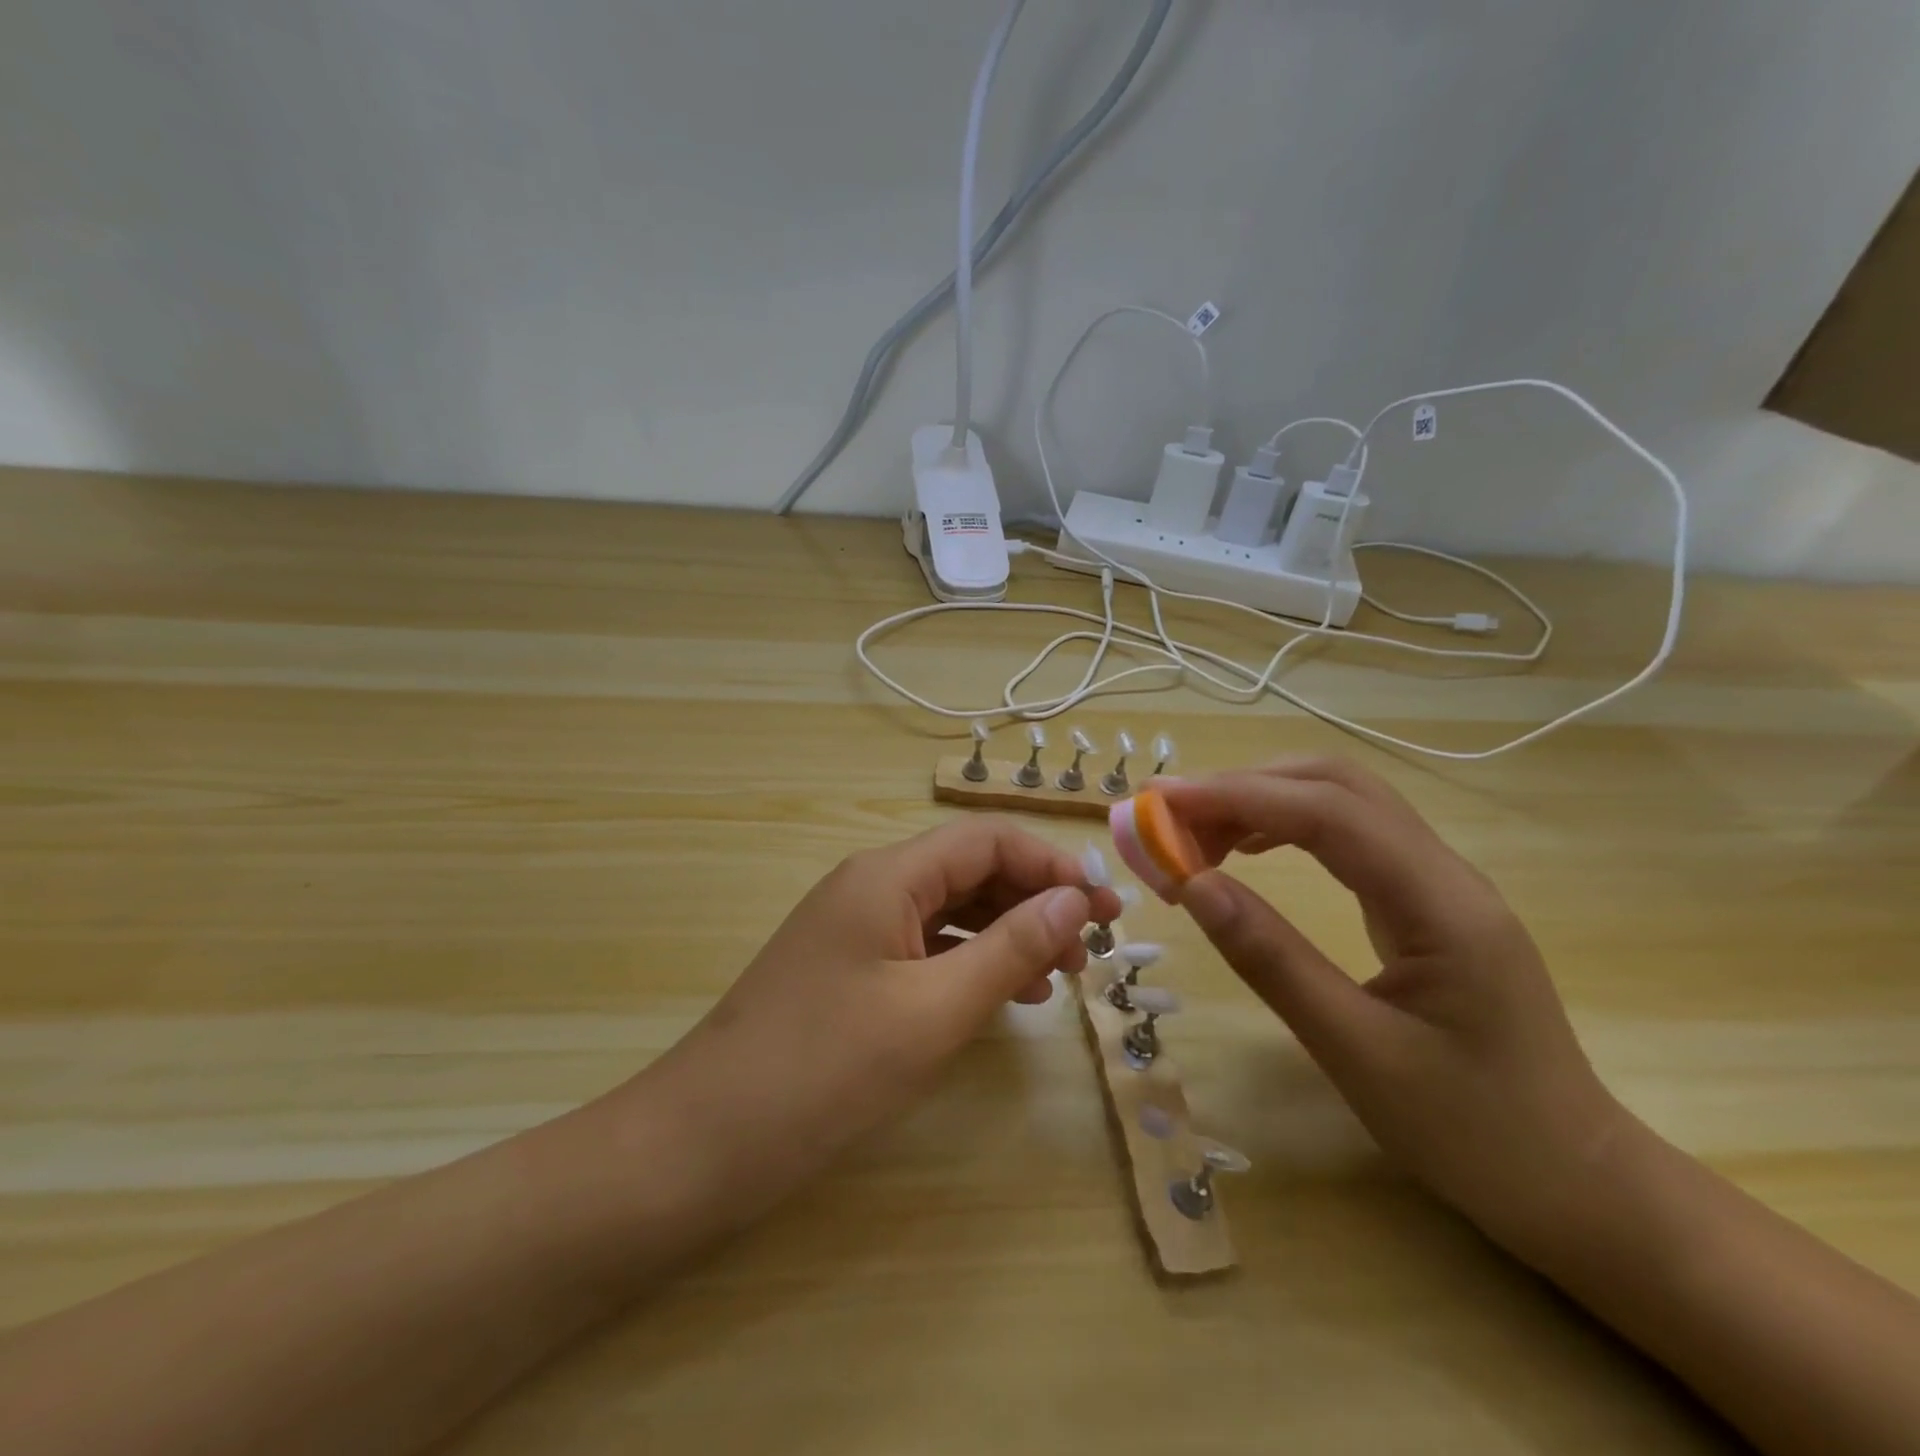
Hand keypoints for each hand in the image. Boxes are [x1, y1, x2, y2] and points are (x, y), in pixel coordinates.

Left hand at [637, 818, 1119, 1224]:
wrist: (704, 1140)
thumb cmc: (825, 1069)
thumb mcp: (933, 1010)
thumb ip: (1010, 949)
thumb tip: (1075, 900)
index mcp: (888, 875)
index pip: (987, 840)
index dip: (1052, 865)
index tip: (1105, 907)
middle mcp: (871, 885)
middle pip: (970, 869)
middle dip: (1034, 900)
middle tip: (1091, 948)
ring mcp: (856, 926)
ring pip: (950, 909)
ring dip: (1007, 932)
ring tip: (1059, 977)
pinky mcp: (849, 966)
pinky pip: (925, 946)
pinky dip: (970, 961)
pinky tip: (1004, 995)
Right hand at [1164, 759, 1629, 1260]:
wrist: (1576, 1182)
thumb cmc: (1473, 1132)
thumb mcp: (1357, 1054)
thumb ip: (1273, 961)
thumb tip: (1194, 885)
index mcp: (1440, 904)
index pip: (1328, 813)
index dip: (1237, 796)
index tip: (1160, 801)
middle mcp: (1444, 872)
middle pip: (1337, 785)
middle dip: (1245, 786)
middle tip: (1168, 816)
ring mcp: (1438, 882)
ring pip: (1342, 802)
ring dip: (1263, 801)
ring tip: (1195, 835)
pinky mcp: (1425, 901)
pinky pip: (1348, 836)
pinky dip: (1285, 827)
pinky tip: (1248, 851)